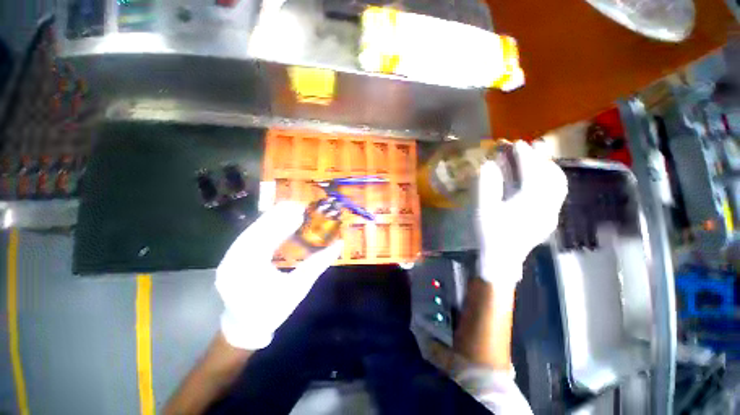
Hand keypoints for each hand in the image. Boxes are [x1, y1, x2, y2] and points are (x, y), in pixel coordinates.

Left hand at [215, 201, 342, 349]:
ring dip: (272, 218)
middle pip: (255, 229)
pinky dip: (266, 227)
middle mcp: (232, 260)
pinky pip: (249, 236)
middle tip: (298, 205)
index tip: (301, 210)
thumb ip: (318, 264)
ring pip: (251, 230)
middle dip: (278, 215)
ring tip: (291, 210)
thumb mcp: (298, 289)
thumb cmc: (273, 311)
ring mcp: (228, 257)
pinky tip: (278, 221)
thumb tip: (338, 244)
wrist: (246, 327)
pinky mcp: (232, 256)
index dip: (284, 221)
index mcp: (247, 271)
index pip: (266, 237)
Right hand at [477, 141, 566, 289]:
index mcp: (529, 203)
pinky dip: (550, 179)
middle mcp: (547, 205)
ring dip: (546, 167)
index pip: (530, 172)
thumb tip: (488, 164)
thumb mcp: (482, 209)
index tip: (514, 143)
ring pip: (558, 182)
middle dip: (537, 158)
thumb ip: (485, 186)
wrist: (501, 260)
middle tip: (524, 149)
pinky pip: (557, 193)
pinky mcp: (550, 218)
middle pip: (550, 174)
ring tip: (533, 160)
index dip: (522, 155)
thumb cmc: (489, 234)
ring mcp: (551, 212)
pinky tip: (540, 178)